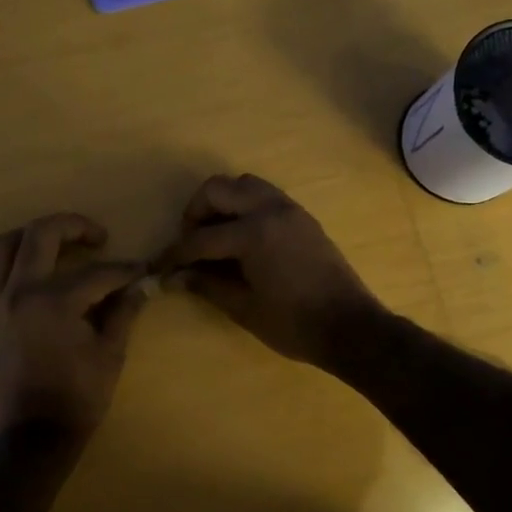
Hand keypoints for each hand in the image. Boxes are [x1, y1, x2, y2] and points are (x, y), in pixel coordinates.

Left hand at [0, 213, 148, 441]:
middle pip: (41, 235)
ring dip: (27, 237)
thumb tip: (140, 286)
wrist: (29, 439)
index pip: (97, 272)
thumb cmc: (76, 399)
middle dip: (73, 226)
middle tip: (95, 237)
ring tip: (49, 245)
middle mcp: (19, 292)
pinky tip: (10, 277)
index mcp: (56, 301)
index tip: (140, 270)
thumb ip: (123, 313)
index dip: (123, 270)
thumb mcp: (110, 355)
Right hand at [152, 175, 382, 367]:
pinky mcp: (302, 217)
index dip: (176, 253)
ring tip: (216, 235)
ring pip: (244, 185)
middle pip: (218, 189)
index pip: (201, 237)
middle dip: (196, 213)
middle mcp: (270, 210)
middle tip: (191, 243)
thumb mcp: (244, 308)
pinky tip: (242, 237)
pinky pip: (265, 195)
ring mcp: (289, 209)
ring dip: (223, 203)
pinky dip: (246, 206)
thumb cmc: (294, 324)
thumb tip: (177, 276)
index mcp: (253, 234)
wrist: (350, 327)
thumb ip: (208, 285)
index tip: (160, 266)